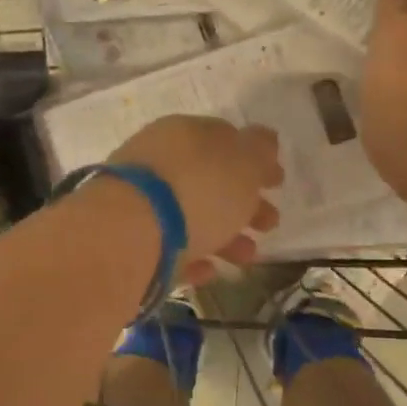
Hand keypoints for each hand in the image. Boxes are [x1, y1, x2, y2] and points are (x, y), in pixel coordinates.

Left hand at [111, 116, 282, 281]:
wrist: (130, 233)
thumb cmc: (198, 189)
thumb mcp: (243, 162)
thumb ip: (259, 150)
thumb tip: (264, 140)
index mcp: (185, 133)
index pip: (225, 140)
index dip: (254, 160)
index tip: (277, 183)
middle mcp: (159, 161)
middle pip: (209, 181)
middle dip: (244, 203)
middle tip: (270, 223)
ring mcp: (140, 201)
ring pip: (190, 217)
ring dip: (225, 237)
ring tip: (247, 258)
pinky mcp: (129, 240)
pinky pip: (168, 247)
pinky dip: (192, 258)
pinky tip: (209, 272)